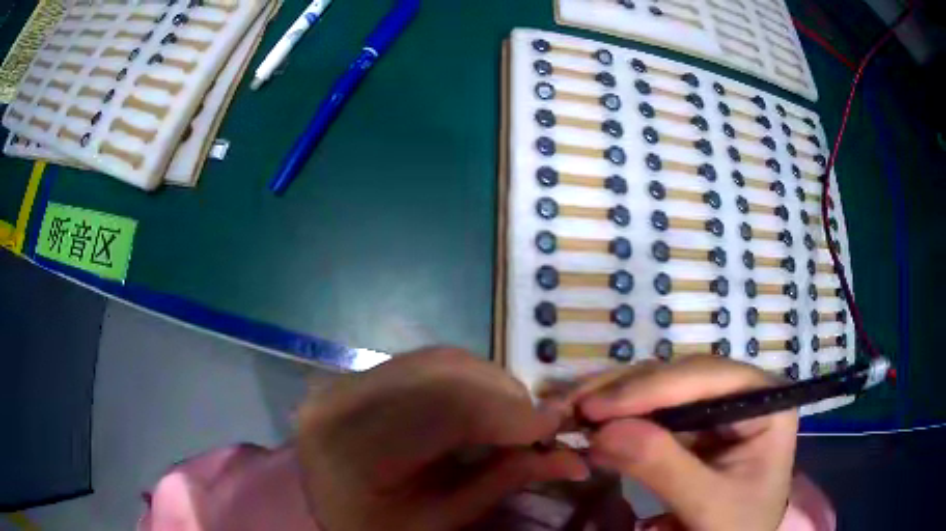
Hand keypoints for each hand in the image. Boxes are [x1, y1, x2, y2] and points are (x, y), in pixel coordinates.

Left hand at [294, 347, 588, 530]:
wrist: (333, 515)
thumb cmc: (383, 530)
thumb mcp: (443, 519)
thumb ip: (503, 482)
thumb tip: (574, 458)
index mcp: (351, 449)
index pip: (443, 411)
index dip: (508, 413)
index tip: (555, 425)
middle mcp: (339, 399)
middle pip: (442, 373)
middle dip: (504, 395)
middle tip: (536, 425)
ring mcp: (343, 381)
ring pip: (437, 361)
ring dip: (487, 385)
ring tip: (509, 419)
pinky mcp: (355, 376)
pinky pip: (423, 364)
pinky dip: (464, 381)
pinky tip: (476, 409)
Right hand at [577, 357, 797, 530]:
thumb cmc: (738, 528)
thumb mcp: (708, 505)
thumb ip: (664, 468)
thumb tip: (602, 432)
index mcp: (766, 402)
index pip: (708, 378)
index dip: (650, 388)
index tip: (594, 407)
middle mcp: (742, 393)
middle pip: (680, 377)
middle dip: (625, 392)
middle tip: (571, 405)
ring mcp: (717, 408)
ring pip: (661, 389)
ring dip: (615, 399)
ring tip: (571, 410)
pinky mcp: (694, 426)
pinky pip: (653, 412)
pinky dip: (619, 418)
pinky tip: (591, 421)